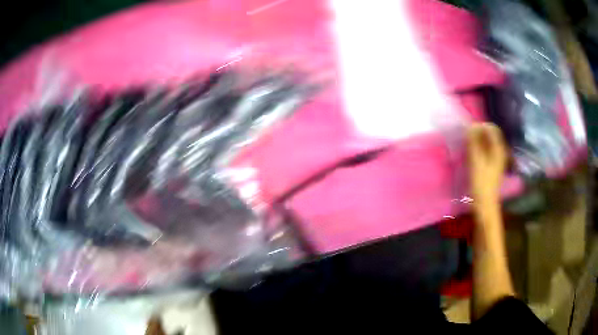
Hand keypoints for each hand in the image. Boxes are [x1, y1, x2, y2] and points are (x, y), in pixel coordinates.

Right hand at [467, 123, 507, 203]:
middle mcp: (500, 151)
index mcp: (499, 149)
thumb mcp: (476, 161)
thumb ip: (474, 142)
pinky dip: (479, 147)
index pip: (492, 129)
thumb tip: (470, 126)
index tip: (469, 130)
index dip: (481, 126)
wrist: (485, 204)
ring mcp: (497, 159)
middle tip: (467, 136)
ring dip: (478, 140)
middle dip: (479, 132)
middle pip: (491, 134)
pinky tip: (472, 153)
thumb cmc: (481, 183)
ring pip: (488, 142)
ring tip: (468, 144)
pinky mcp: (492, 165)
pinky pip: (486, 150)